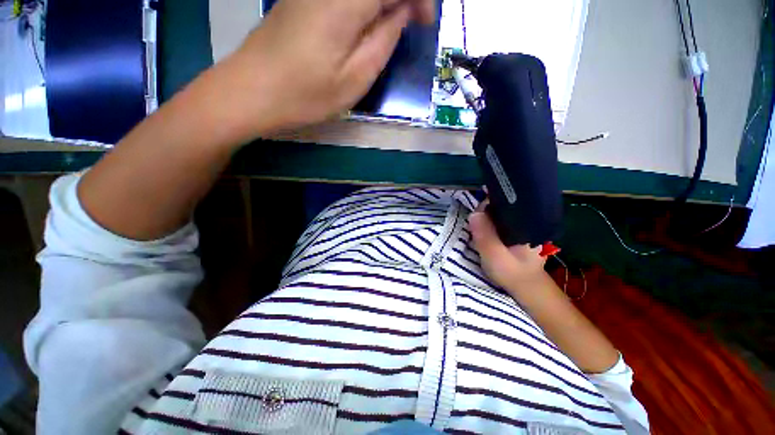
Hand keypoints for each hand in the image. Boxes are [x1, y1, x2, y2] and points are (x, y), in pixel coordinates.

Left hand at [214, 0, 434, 139]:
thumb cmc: (305, 94)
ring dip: (383, 3)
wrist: (252, 91)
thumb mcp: (354, 79)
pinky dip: (365, 5)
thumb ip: (382, 41)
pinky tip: (367, 22)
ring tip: (392, 25)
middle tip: (412, 21)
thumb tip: (401, 14)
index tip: (425, 23)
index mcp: (345, 1)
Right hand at [469, 203, 547, 291]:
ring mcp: (522, 224)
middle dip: (484, 212)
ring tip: (477, 229)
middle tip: (474, 226)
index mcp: (527, 222)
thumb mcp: (495, 257)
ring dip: (485, 218)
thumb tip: (474, 214)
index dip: (487, 205)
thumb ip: (485, 236)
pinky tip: (484, 231)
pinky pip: (499, 220)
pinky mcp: (516, 230)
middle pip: (500, 206)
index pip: (505, 203)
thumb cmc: (513, 273)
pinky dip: (489, 223)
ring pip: (499, 213)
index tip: (475, 217)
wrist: (526, 287)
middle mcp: (527, 219)